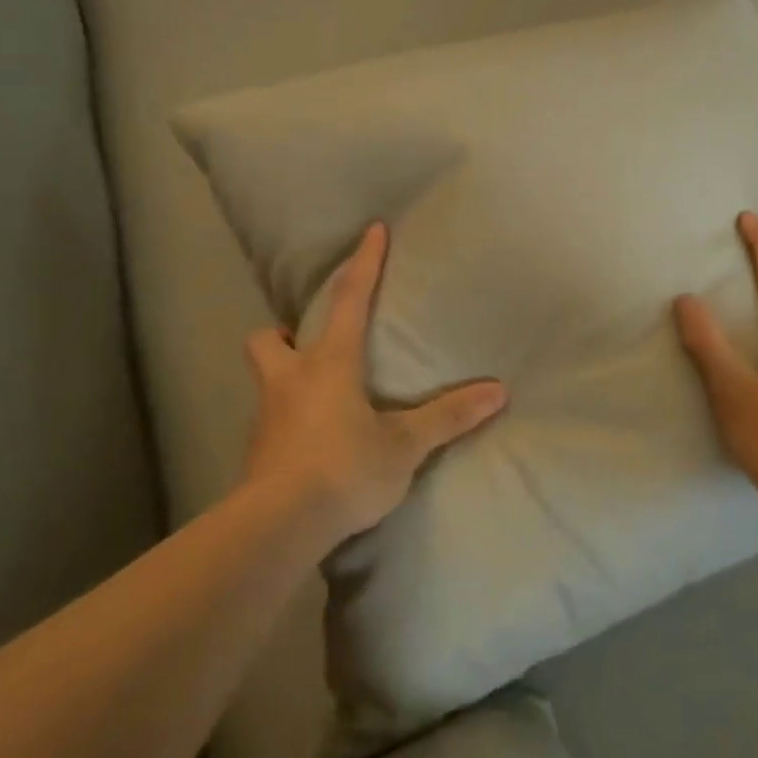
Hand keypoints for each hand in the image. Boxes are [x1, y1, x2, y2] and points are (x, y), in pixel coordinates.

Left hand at [242, 222, 507, 546]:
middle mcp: (289, 381)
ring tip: (316, 389)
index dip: (364, 263)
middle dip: (284, 330)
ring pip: (266, 378)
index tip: (372, 230)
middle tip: (309, 340)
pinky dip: (290, 415)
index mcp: (328, 364)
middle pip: (267, 338)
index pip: (349, 300)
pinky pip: (272, 418)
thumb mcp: (404, 445)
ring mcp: (267, 417)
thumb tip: (498, 392)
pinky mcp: (258, 452)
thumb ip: (448, 416)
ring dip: (284, 373)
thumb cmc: (343, 469)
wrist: (276, 528)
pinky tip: (313, 438)